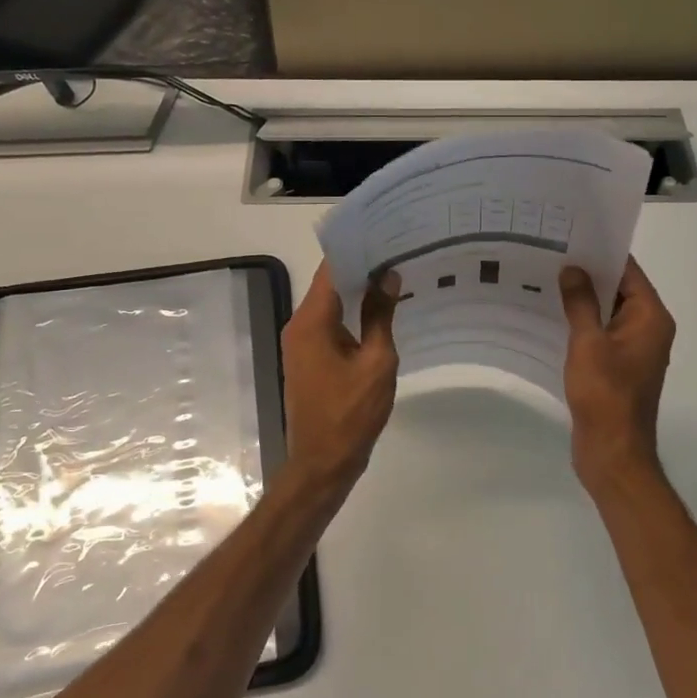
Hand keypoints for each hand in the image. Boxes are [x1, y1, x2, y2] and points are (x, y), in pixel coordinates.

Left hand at [280, 261, 400, 492]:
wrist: (322, 463)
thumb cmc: (351, 413)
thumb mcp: (376, 362)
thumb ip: (381, 316)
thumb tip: (388, 277)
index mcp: (311, 321)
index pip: (331, 269)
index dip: (357, 249)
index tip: (385, 234)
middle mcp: (298, 325)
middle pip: (329, 284)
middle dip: (361, 267)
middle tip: (397, 252)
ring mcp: (300, 343)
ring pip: (330, 305)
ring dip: (357, 291)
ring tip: (393, 276)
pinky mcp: (307, 359)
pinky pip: (329, 325)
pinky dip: (351, 314)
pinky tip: (379, 312)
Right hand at [559, 257, 675, 487]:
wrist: (612, 452)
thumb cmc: (605, 394)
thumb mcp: (588, 343)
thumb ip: (581, 303)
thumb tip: (573, 269)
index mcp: (650, 317)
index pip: (629, 271)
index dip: (601, 253)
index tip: (571, 236)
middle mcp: (648, 329)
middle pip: (619, 290)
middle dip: (587, 274)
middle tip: (550, 254)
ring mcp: (633, 350)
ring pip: (607, 313)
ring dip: (581, 300)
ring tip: (544, 280)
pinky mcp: (617, 368)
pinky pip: (600, 335)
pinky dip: (580, 325)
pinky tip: (550, 317)